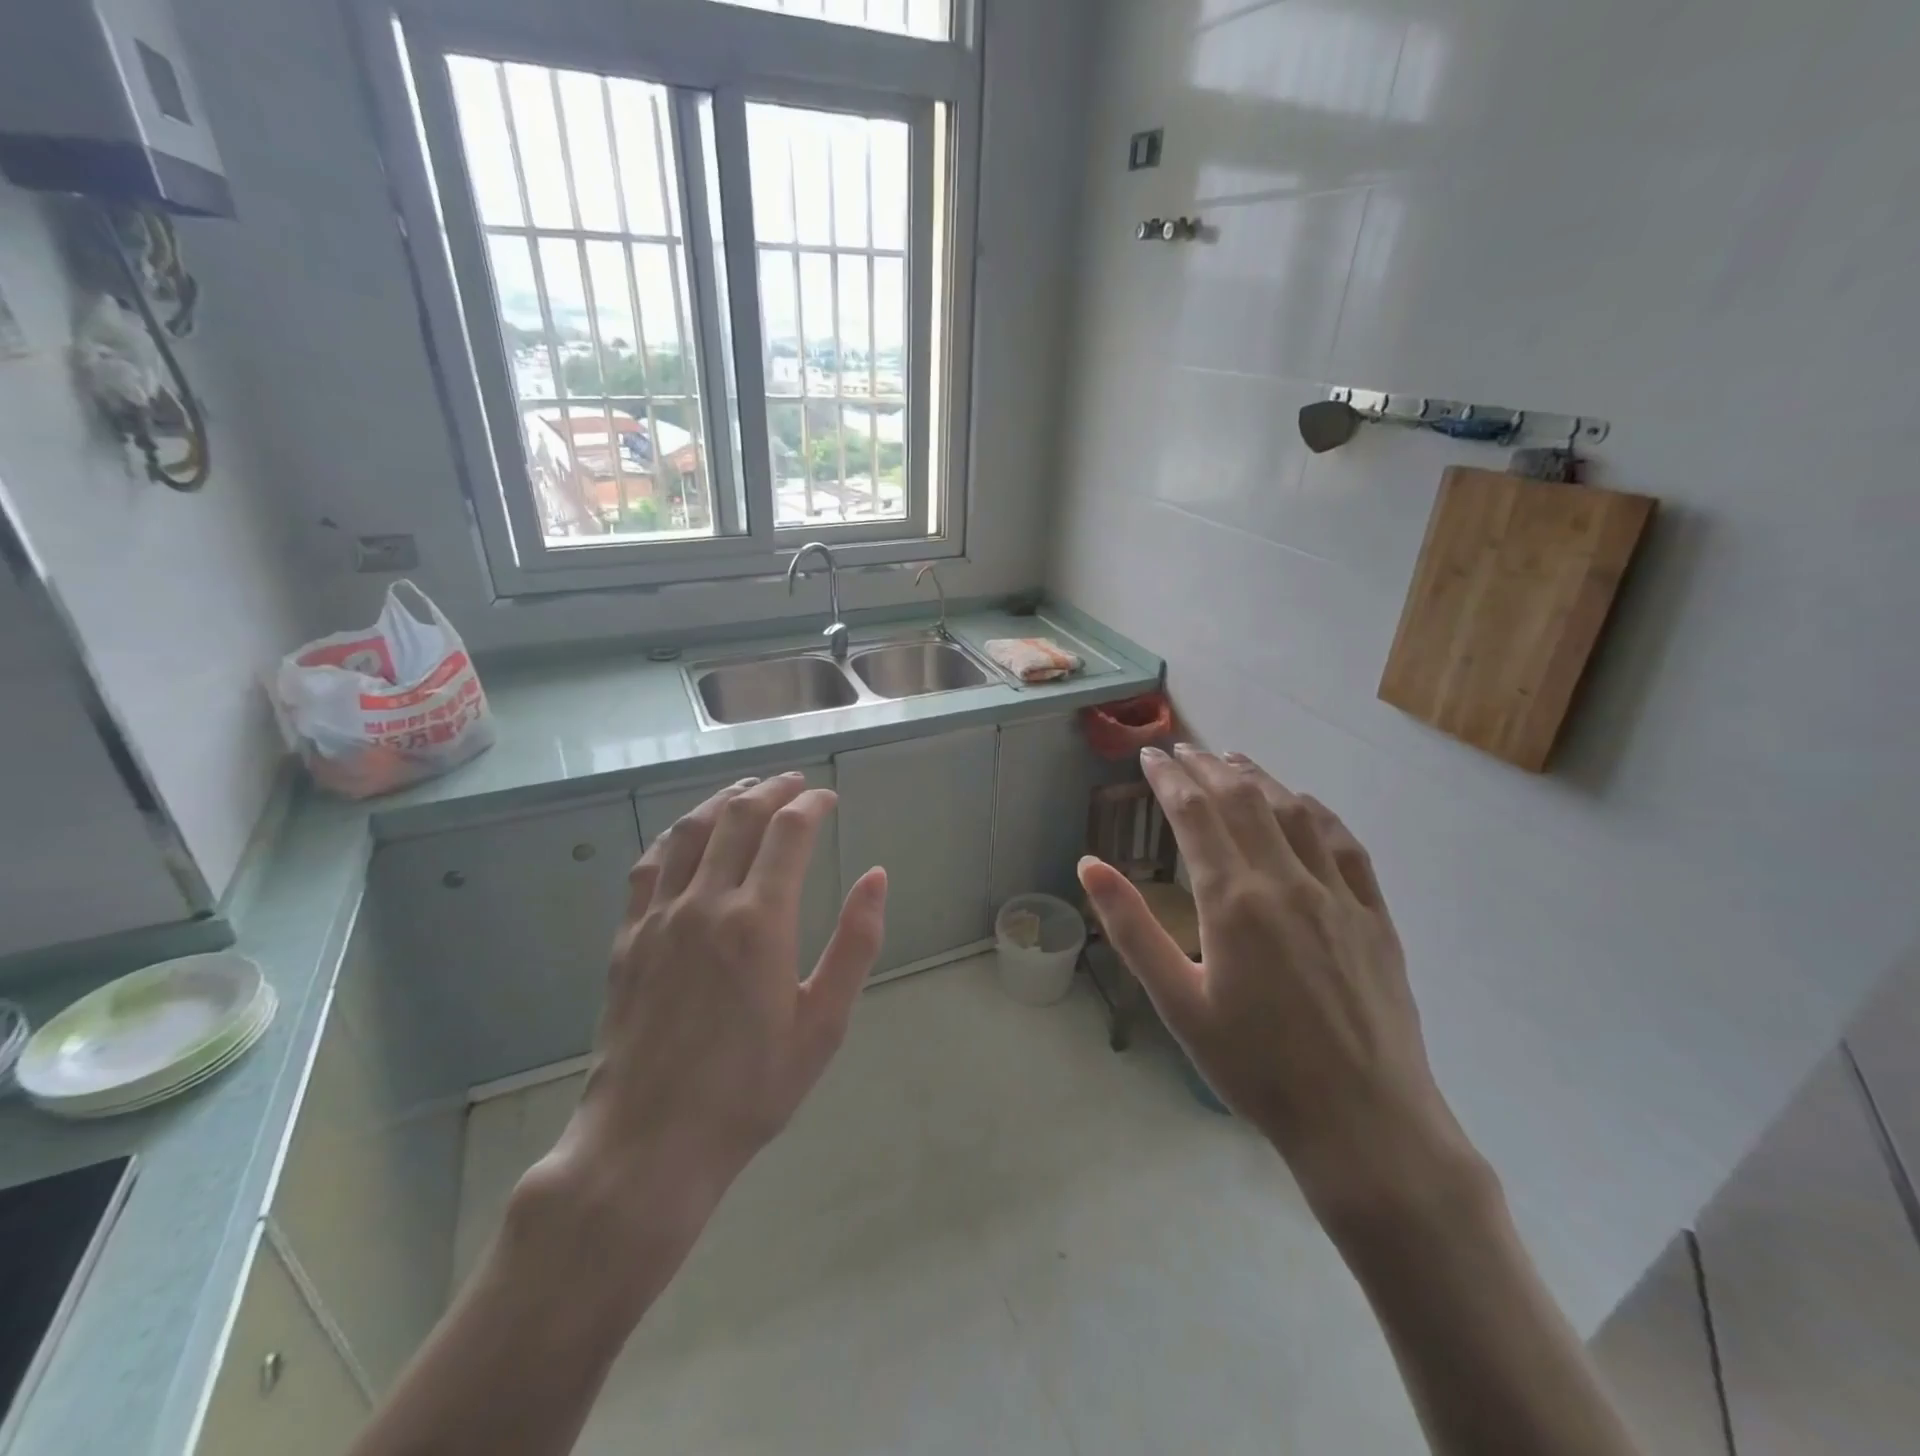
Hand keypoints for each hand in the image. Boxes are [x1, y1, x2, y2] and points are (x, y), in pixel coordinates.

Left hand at [532, 774, 887, 1255]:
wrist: (649, 1144)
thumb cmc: (750, 1089)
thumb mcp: (823, 1024)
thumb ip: (855, 944)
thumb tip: (877, 877)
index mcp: (759, 922)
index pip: (789, 832)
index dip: (812, 804)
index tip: (828, 798)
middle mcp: (705, 903)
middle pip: (739, 817)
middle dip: (772, 790)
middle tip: (795, 783)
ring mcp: (658, 917)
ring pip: (690, 831)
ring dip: (723, 801)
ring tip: (747, 791)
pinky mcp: (627, 938)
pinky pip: (648, 866)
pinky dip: (674, 836)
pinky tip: (687, 834)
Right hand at [1079, 747, 1473, 1219]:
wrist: (1365, 1124)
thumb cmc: (1255, 1068)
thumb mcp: (1176, 1003)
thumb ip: (1131, 928)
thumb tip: (1089, 865)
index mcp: (1233, 901)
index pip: (1194, 814)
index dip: (1168, 778)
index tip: (1150, 756)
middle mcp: (1286, 881)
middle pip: (1243, 800)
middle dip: (1207, 767)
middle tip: (1181, 748)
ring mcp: (1338, 894)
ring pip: (1294, 811)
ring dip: (1258, 777)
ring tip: (1231, 759)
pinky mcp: (1374, 915)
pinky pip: (1344, 843)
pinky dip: (1315, 810)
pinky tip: (1302, 803)